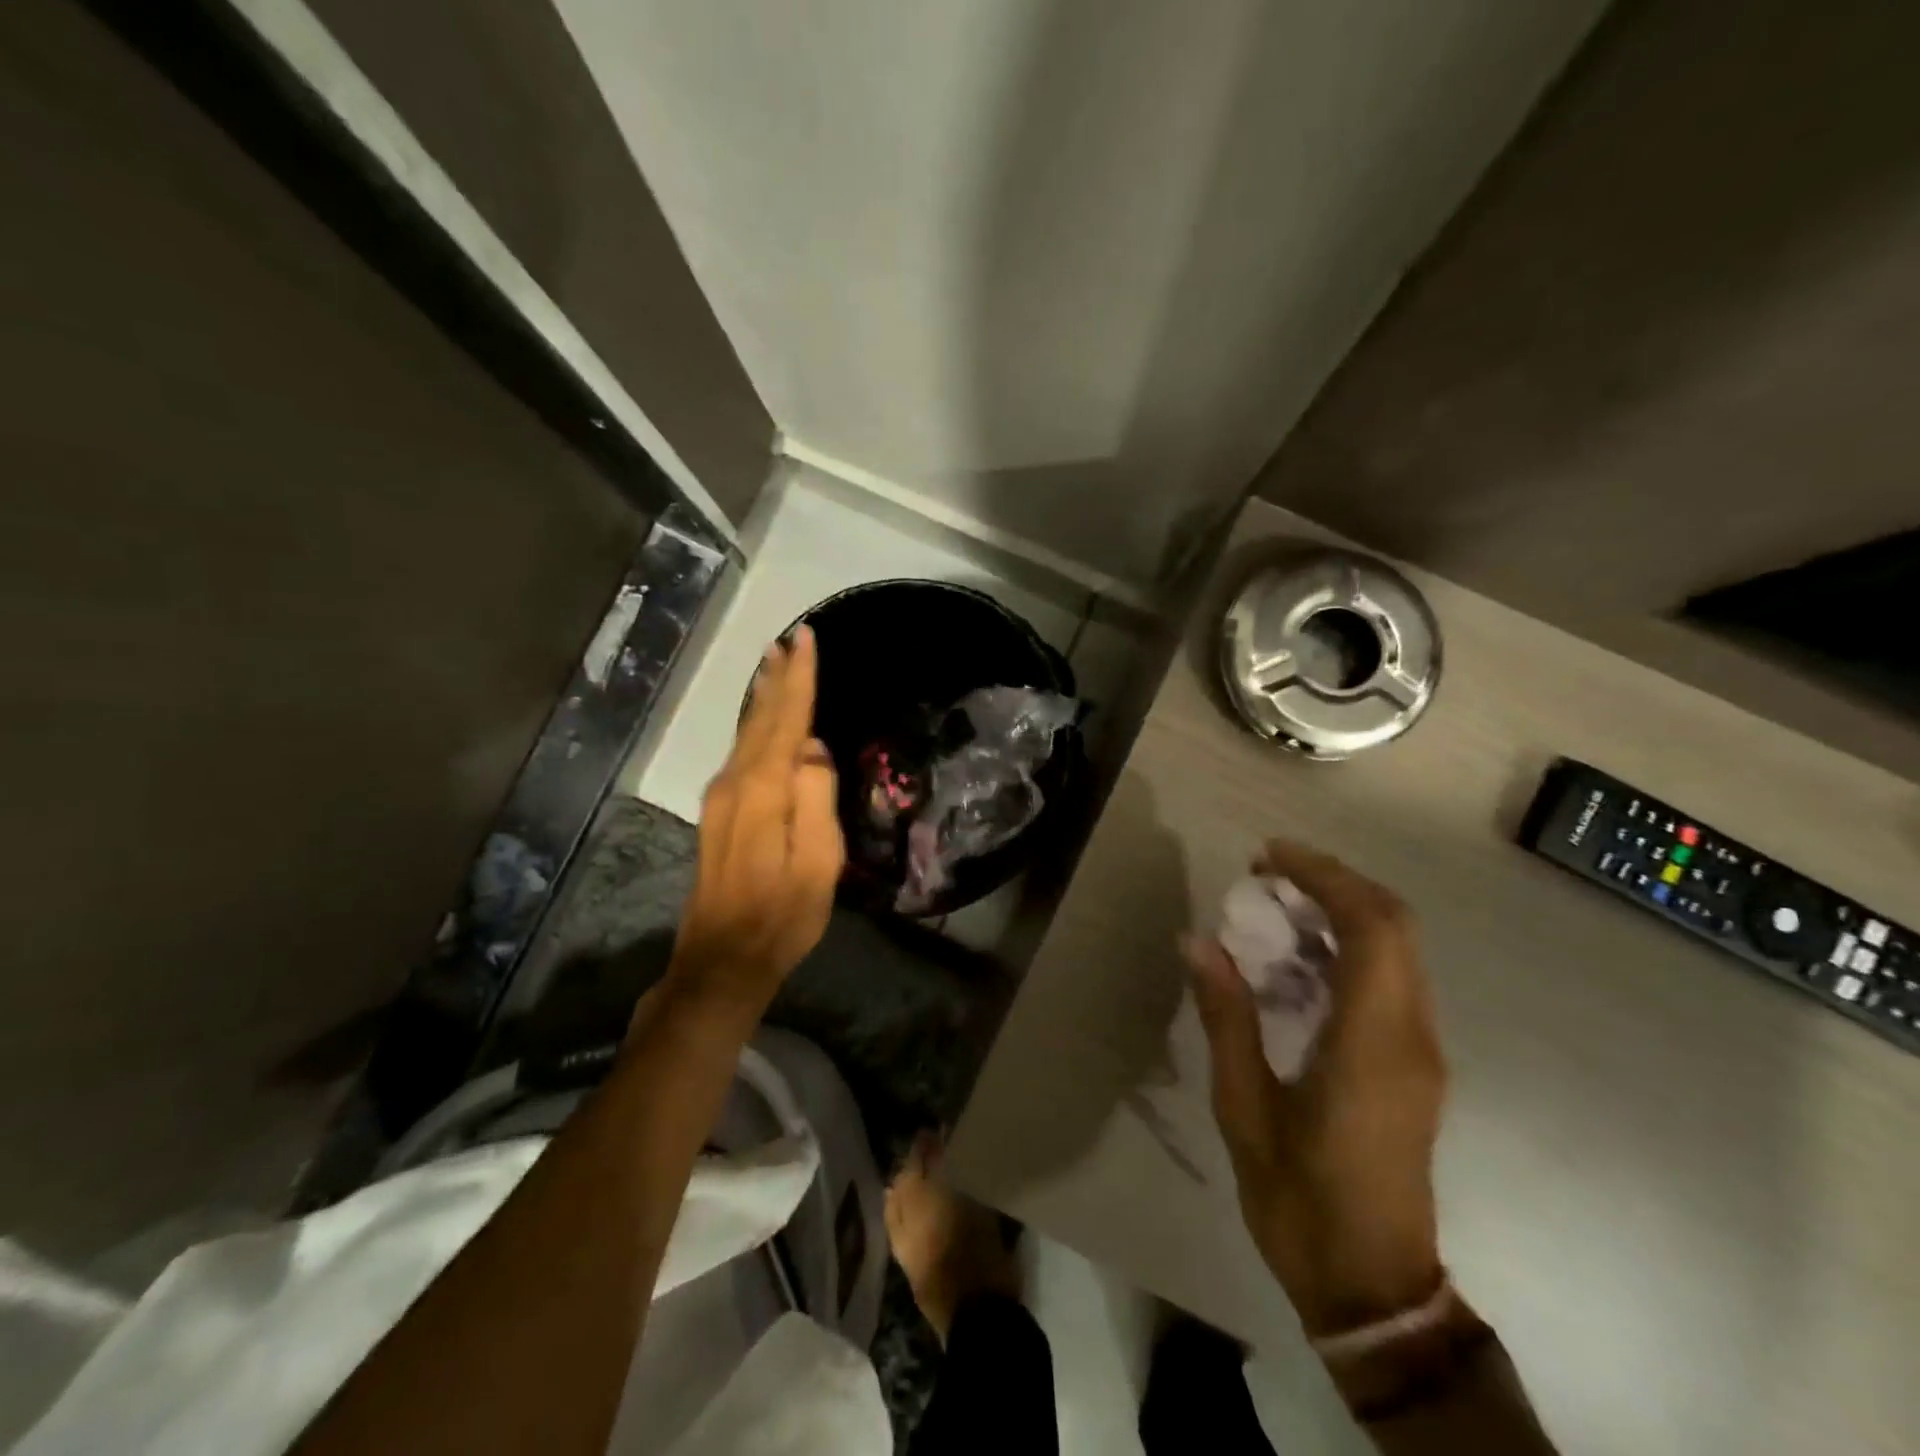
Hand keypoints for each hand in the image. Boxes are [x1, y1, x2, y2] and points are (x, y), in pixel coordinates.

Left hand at [667, 626, 845, 1006]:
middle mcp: (735, 783)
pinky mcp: (719, 814)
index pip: (787, 719)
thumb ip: (816, 798)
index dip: (799, 678)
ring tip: (773, 666)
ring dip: (762, 698)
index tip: (805, 638)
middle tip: (786, 641)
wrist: (723, 960)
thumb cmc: (782, 914)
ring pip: (746, 733)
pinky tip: (759, 720)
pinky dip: (754, 726)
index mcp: (764, 789)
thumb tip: (812, 749)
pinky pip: (741, 752)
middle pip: (760, 719)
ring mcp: (721, 798)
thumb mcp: (817, 862)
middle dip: (776, 679)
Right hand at [1186, 840, 1446, 1337]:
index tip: (1268, 856)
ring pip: (1398, 949)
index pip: (1371, 928)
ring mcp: (1421, 1051)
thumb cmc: (1299, 1199)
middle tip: (1267, 872)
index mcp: (1372, 1043)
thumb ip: (1226, 1018)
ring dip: (1342, 910)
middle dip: (1333, 882)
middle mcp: (1411, 1035)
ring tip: (1274, 904)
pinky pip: (1390, 979)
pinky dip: (1348, 946)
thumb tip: (1197, 942)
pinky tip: (1295, 957)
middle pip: (1395, 925)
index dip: (1324, 877)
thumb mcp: (1244, 1108)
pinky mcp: (1414, 1064)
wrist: (1372, 1287)